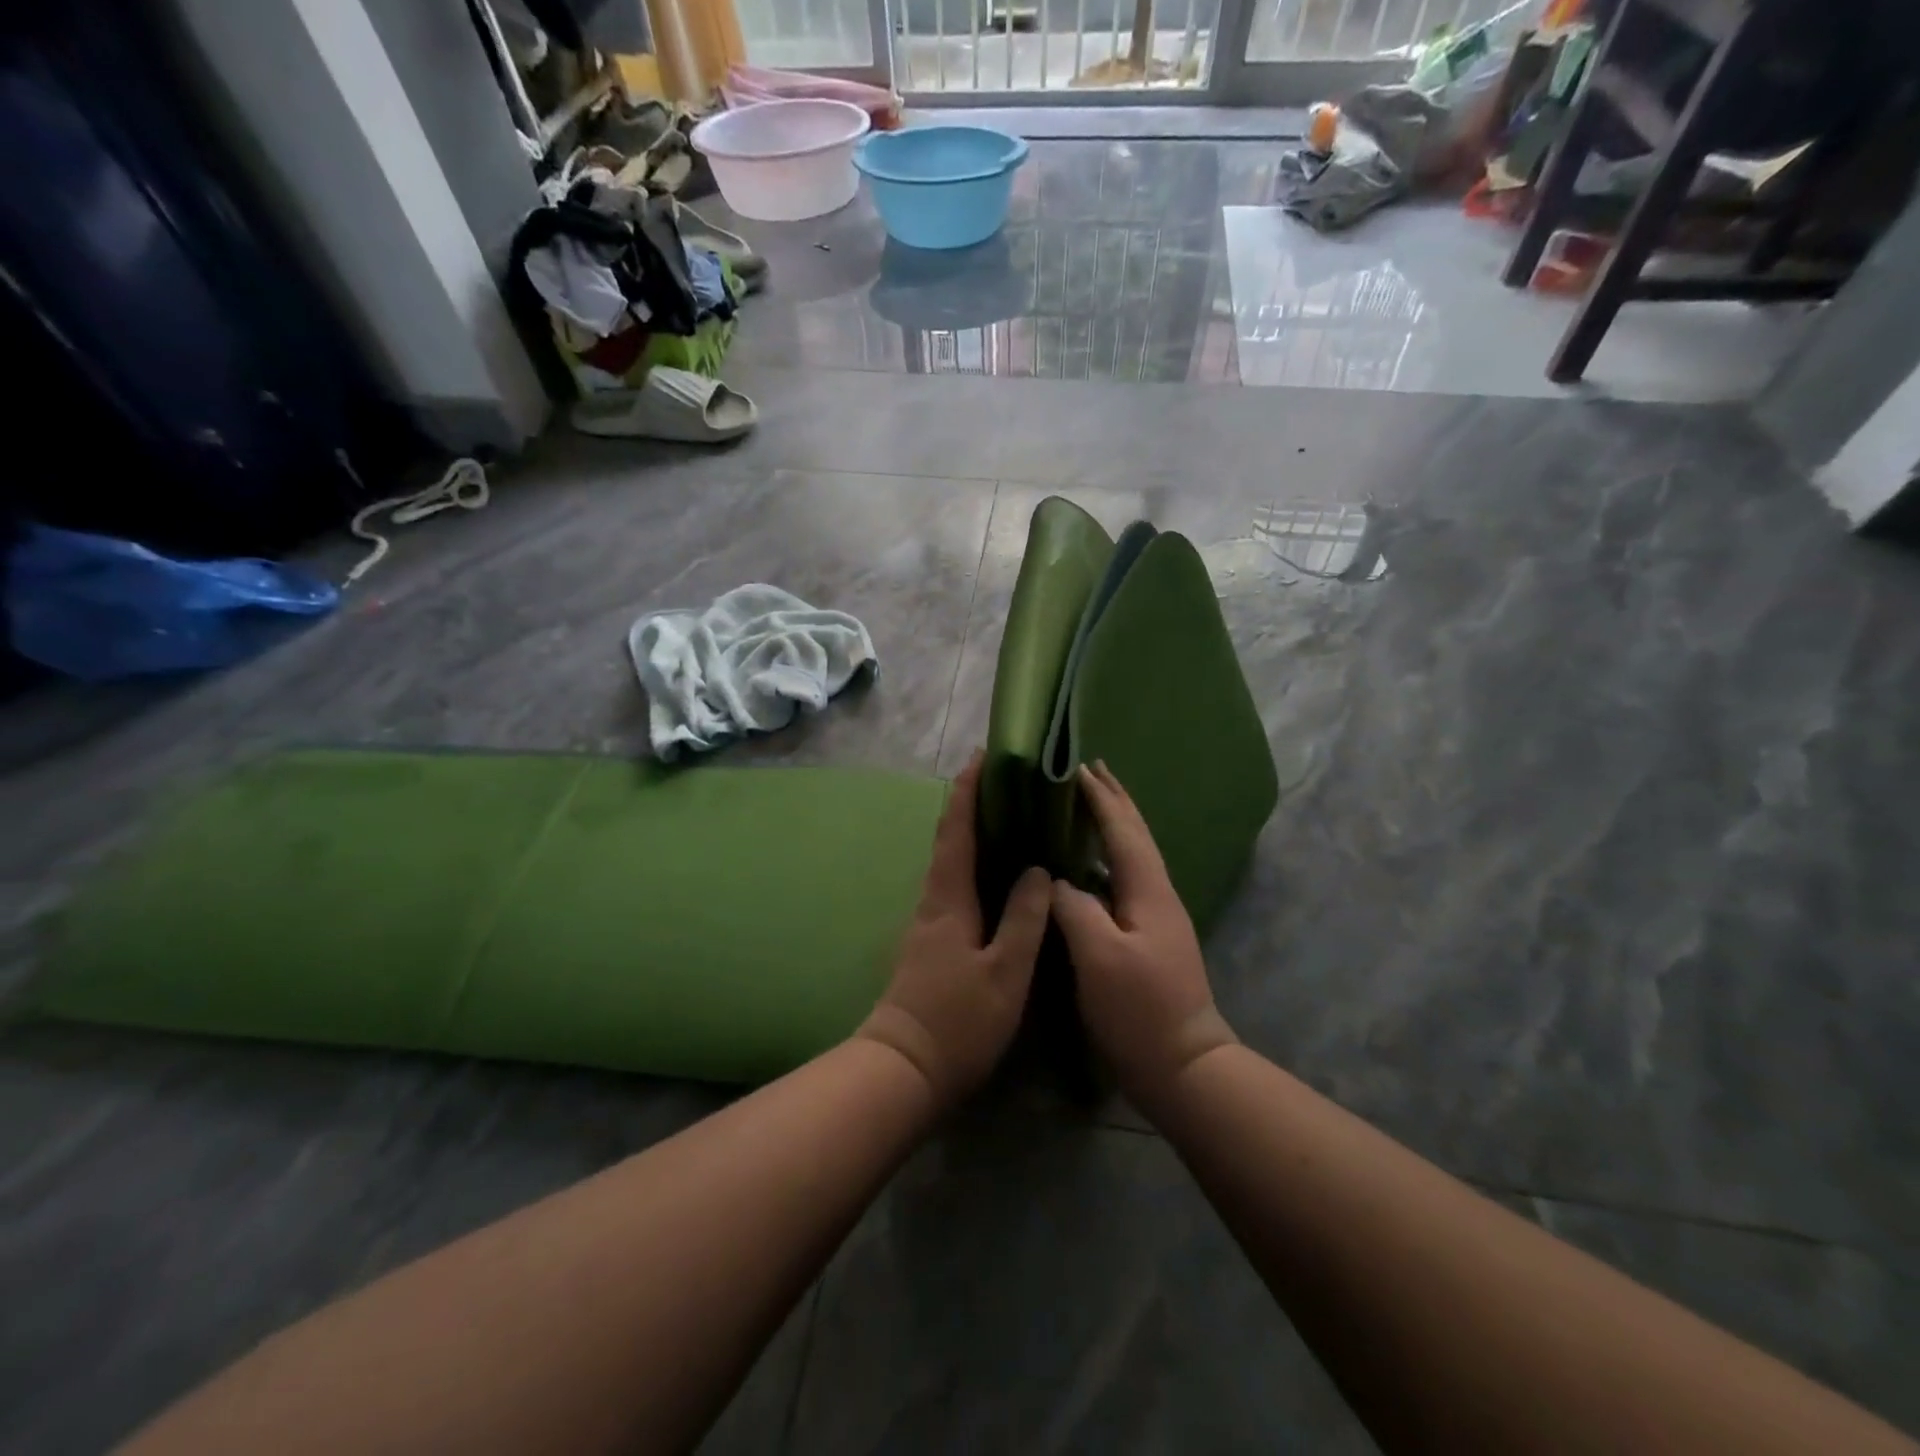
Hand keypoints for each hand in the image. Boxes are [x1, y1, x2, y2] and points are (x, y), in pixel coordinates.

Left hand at [857, 752, 1051, 1109]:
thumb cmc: (958, 1019)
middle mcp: (933, 900)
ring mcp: (928, 921)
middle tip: (1004, 780)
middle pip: (950, 839)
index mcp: (948, 898)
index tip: (982, 756)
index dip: (968, 790)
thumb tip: (1039, 870)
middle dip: (970, 804)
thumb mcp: (1005, 971)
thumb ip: (1024, 918)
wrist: (905, 1068)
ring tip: (1007, 817)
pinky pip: (953, 886)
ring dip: (971, 833)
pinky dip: (972, 864)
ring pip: (950, 863)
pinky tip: (995, 875)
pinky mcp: (930, 941)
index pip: (956, 830)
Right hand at [1051, 761, 1238, 1109]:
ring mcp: (1157, 916)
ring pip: (1134, 855)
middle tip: (1091, 769)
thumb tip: (1058, 881)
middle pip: (1137, 835)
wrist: (1183, 1065)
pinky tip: (1091, 865)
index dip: (1100, 798)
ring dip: (1114, 823)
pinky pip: (1127, 877)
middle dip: (1115, 800)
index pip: (1123, 830)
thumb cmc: (1140, 1010)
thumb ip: (1076, 908)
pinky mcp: (1149, 936)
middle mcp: (1158, 894)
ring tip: (1090, 804)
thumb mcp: (1100, 957)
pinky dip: (1110, 855)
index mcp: (1148, 891)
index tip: (1078, 766)